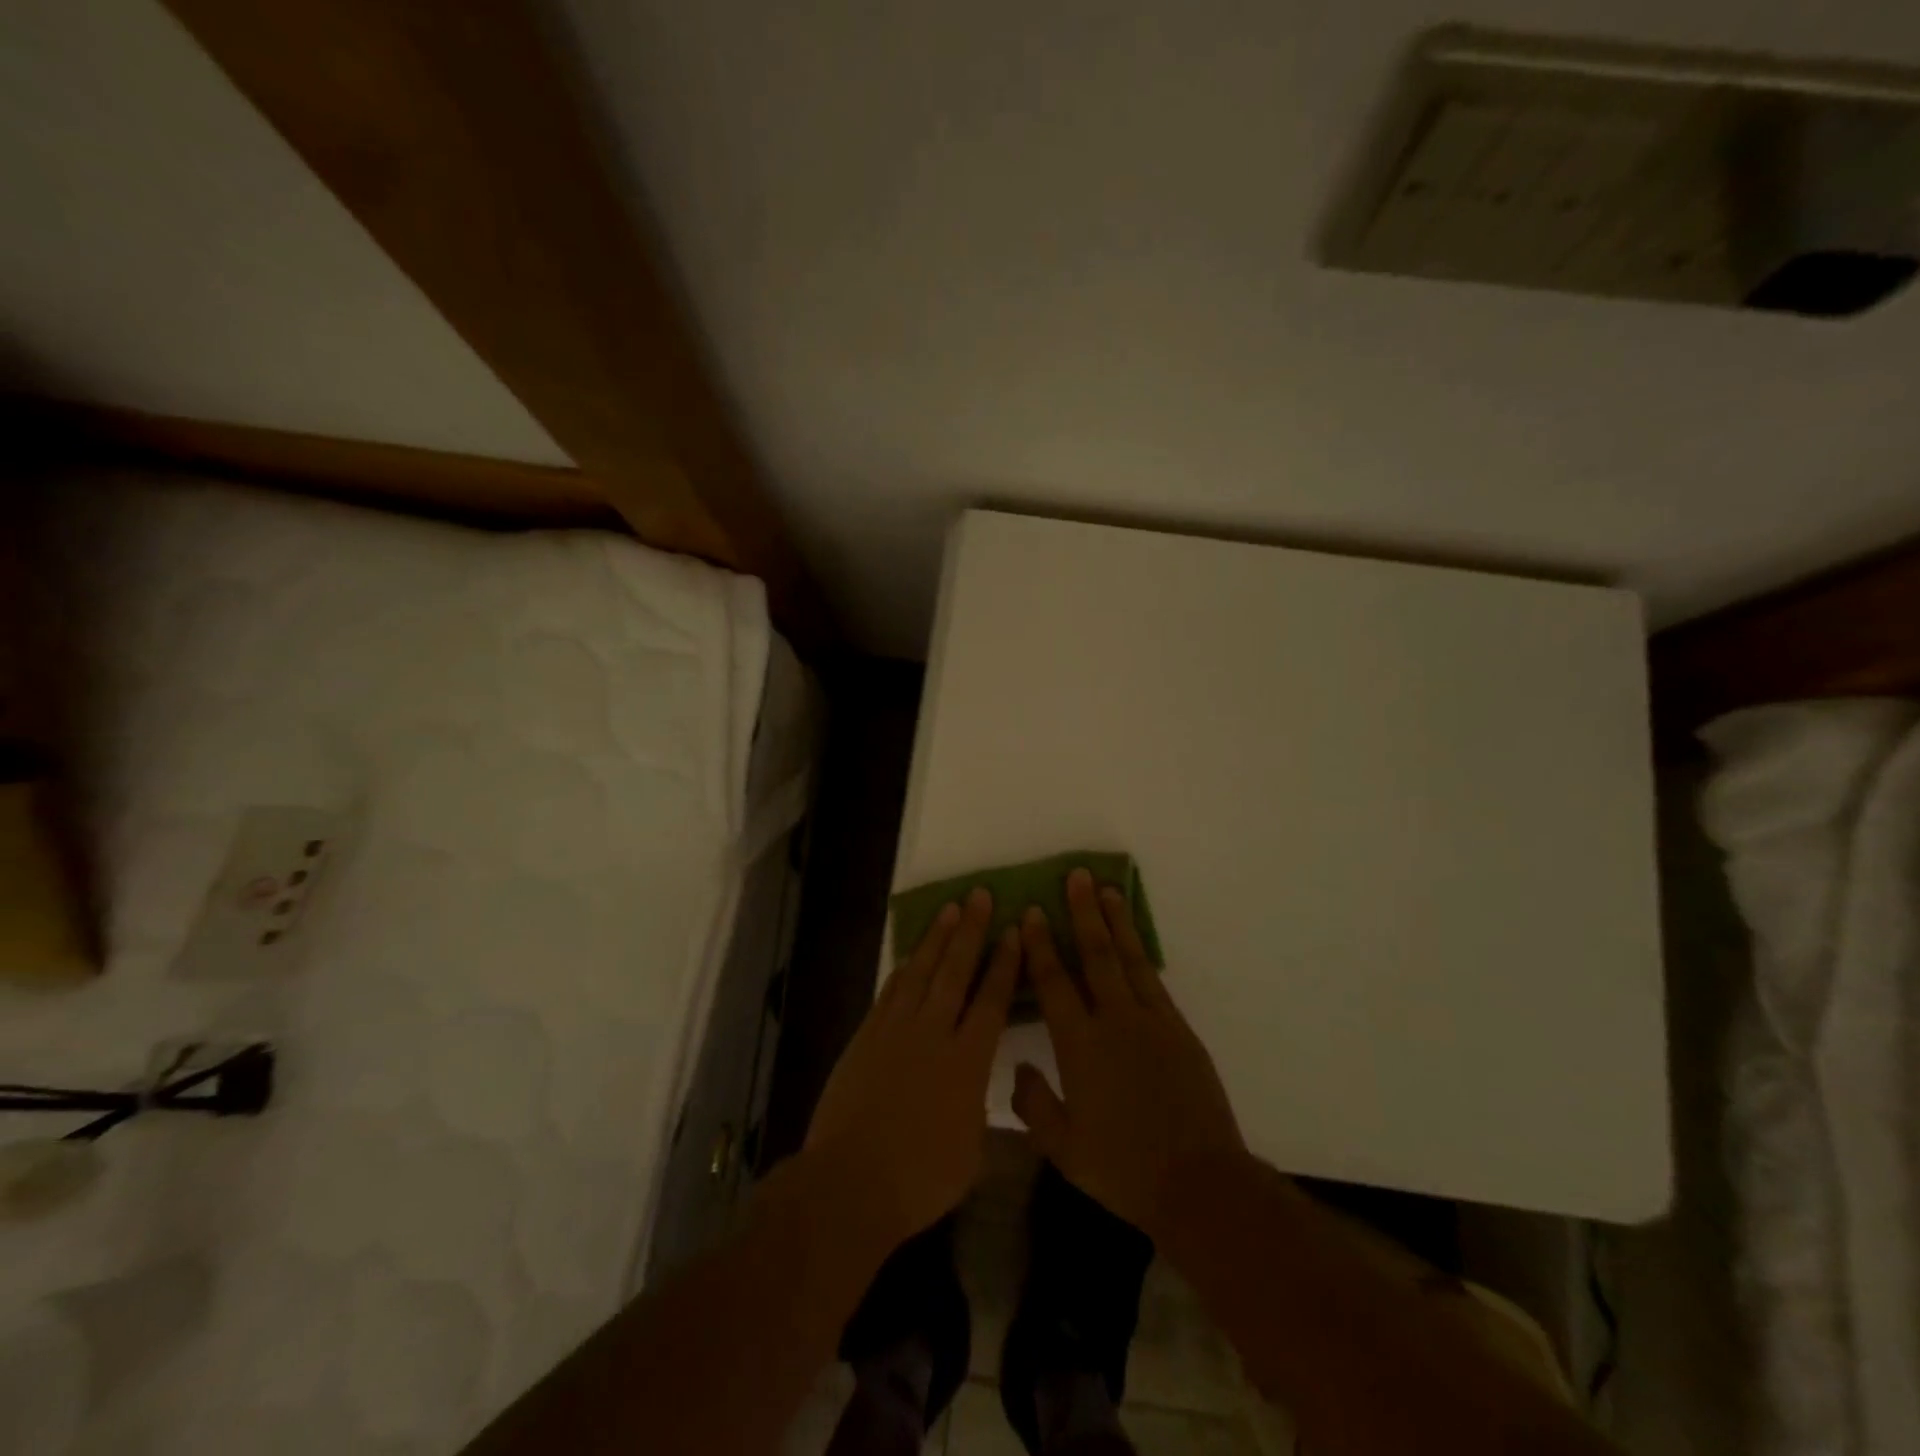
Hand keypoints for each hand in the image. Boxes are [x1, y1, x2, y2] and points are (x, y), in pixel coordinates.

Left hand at [804, 887, 1018, 1248]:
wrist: (850, 1182)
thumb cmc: (920, 1178)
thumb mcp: (971, 1149)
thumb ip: (977, 1106)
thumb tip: (978, 1085)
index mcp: (968, 1062)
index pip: (992, 1000)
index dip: (1004, 963)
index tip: (1013, 931)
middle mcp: (933, 1034)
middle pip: (955, 972)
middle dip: (971, 931)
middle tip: (980, 896)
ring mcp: (895, 1031)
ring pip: (920, 972)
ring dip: (936, 939)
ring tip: (950, 909)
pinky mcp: (866, 1036)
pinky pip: (889, 992)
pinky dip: (903, 970)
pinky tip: (911, 956)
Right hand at [1012, 869, 1245, 1240]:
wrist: (1199, 1182)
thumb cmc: (1124, 1168)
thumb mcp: (1064, 1150)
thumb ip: (1034, 1105)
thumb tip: (1019, 1067)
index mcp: (1080, 1046)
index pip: (1054, 983)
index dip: (1041, 946)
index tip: (1033, 913)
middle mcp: (1114, 1021)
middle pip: (1095, 955)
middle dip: (1082, 913)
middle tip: (1075, 877)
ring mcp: (1152, 1021)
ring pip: (1129, 959)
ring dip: (1115, 922)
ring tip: (1106, 889)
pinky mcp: (1179, 1029)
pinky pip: (1154, 980)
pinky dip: (1141, 953)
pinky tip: (1133, 940)